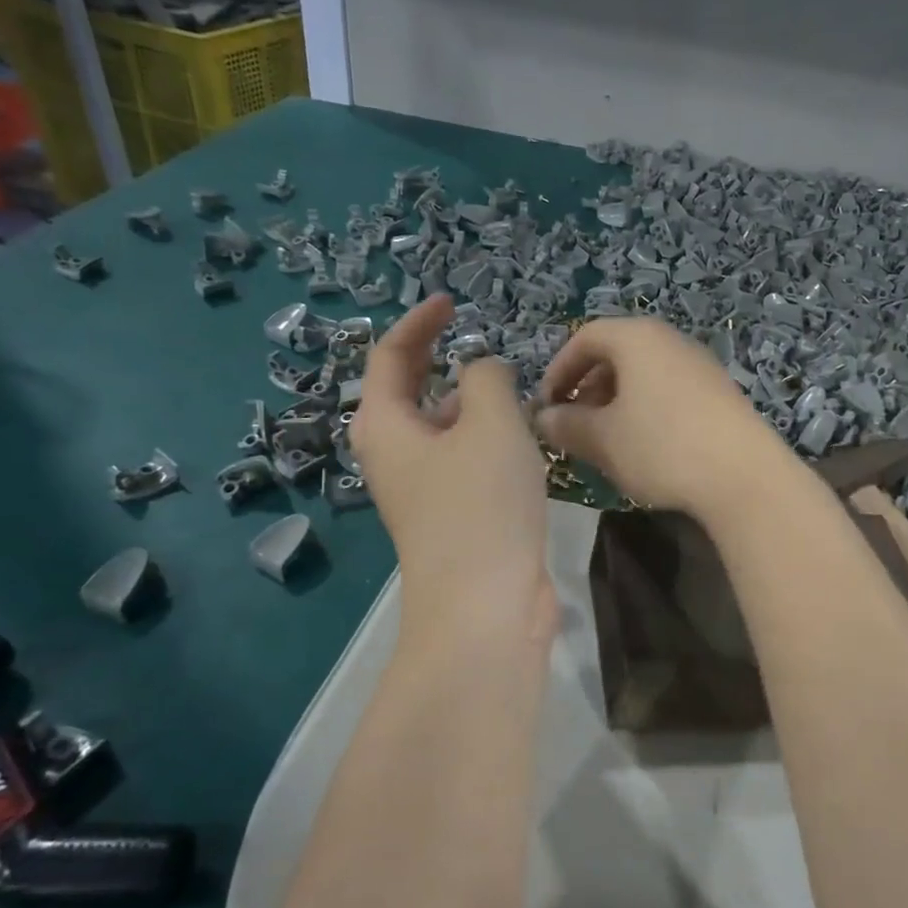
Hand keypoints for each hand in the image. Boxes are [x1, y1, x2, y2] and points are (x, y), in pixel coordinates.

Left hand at [351, 296, 554, 635]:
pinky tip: (522, 441)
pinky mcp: (452, 516)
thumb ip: (487, 379)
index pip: (389, 356)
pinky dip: (486, 440)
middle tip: (482, 342)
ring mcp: (422, 490)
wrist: (485, 606)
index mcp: (385, 426)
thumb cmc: (481, 504)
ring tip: (514, 389)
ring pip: (442, 429)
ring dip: (471, 403)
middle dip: (441, 361)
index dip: (419, 323)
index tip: (451, 301)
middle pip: (410, 392)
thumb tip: (483, 373)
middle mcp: (394, 456)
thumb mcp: (490, 423)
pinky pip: (463, 460)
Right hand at [535, 318, 792, 519]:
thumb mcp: (603, 439)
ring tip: (606, 438)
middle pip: (616, 352)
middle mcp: (670, 340)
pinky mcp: (720, 392)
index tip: (546, 406)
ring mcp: (700, 365)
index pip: (585, 337)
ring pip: (644, 374)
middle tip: (573, 424)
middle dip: (586, 387)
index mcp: (637, 338)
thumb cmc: (662, 447)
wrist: (744, 476)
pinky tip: (645, 446)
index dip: (558, 370)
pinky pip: (668, 389)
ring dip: (615, 400)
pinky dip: (645, 408)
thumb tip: (544, 419)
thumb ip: (567, 425)